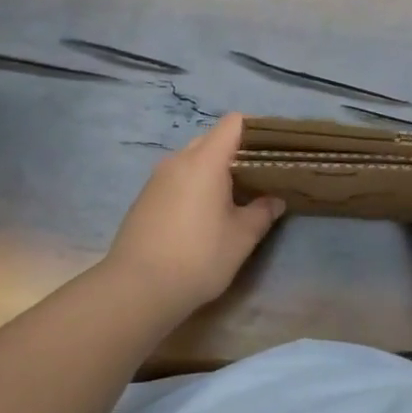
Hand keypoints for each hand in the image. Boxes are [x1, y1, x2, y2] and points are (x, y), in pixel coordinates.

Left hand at [100, 114, 284, 313]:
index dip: (257, 128)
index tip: (275, 147)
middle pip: (213, 138)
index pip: (233, 123)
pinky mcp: (145, 197)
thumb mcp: (241, 238)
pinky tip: (204, 213)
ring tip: (234, 195)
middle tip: (260, 175)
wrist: (136, 289)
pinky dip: (195, 184)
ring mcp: (158, 178)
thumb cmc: (197, 258)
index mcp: (205, 161)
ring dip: (215, 169)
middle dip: (238, 151)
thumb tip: (275, 199)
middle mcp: (179, 160)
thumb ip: (262, 212)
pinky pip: (177, 177)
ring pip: (193, 159)